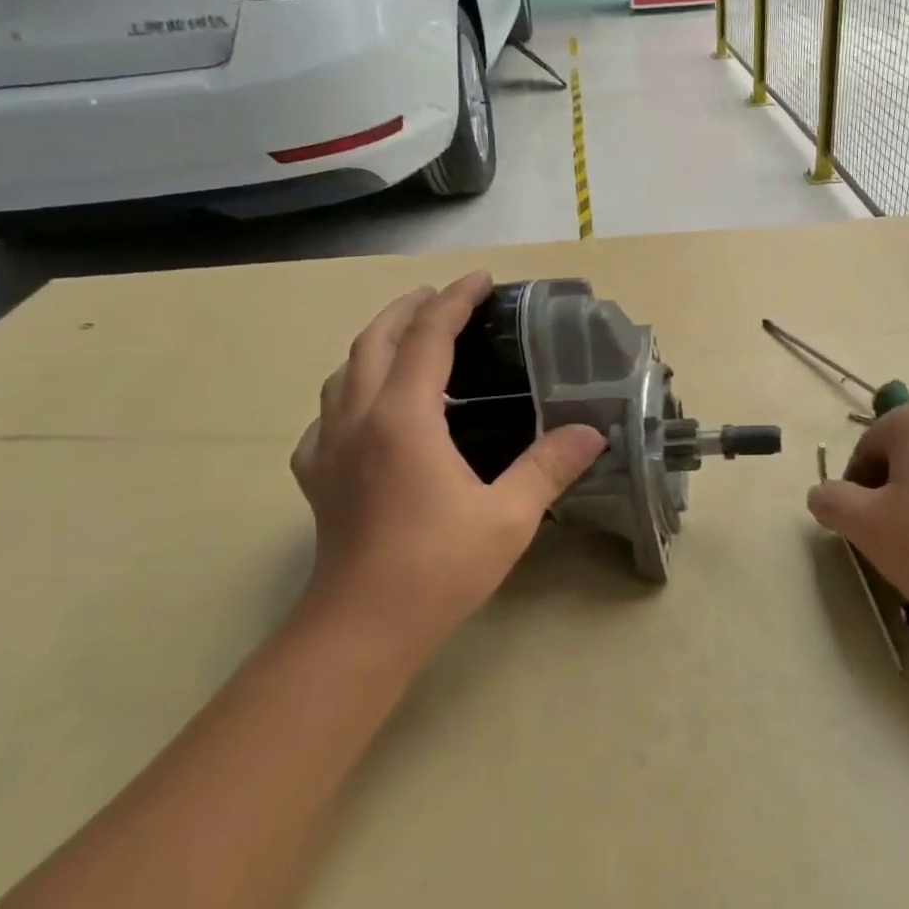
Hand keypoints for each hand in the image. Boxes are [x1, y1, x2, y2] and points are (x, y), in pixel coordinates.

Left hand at [290, 272, 606, 664]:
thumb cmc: (438, 568)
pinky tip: (367, 414)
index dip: (454, 301)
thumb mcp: (509, 516)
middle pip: (374, 340)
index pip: (426, 337)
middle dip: (408, 309)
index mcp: (403, 418)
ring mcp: (328, 447)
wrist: (362, 628)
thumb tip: (592, 432)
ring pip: (343, 372)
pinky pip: (326, 416)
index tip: (480, 280)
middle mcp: (358, 419)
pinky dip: (349, 394)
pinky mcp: (316, 477)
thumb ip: (549, 467)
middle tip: (442, 298)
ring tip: (407, 341)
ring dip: (375, 343)